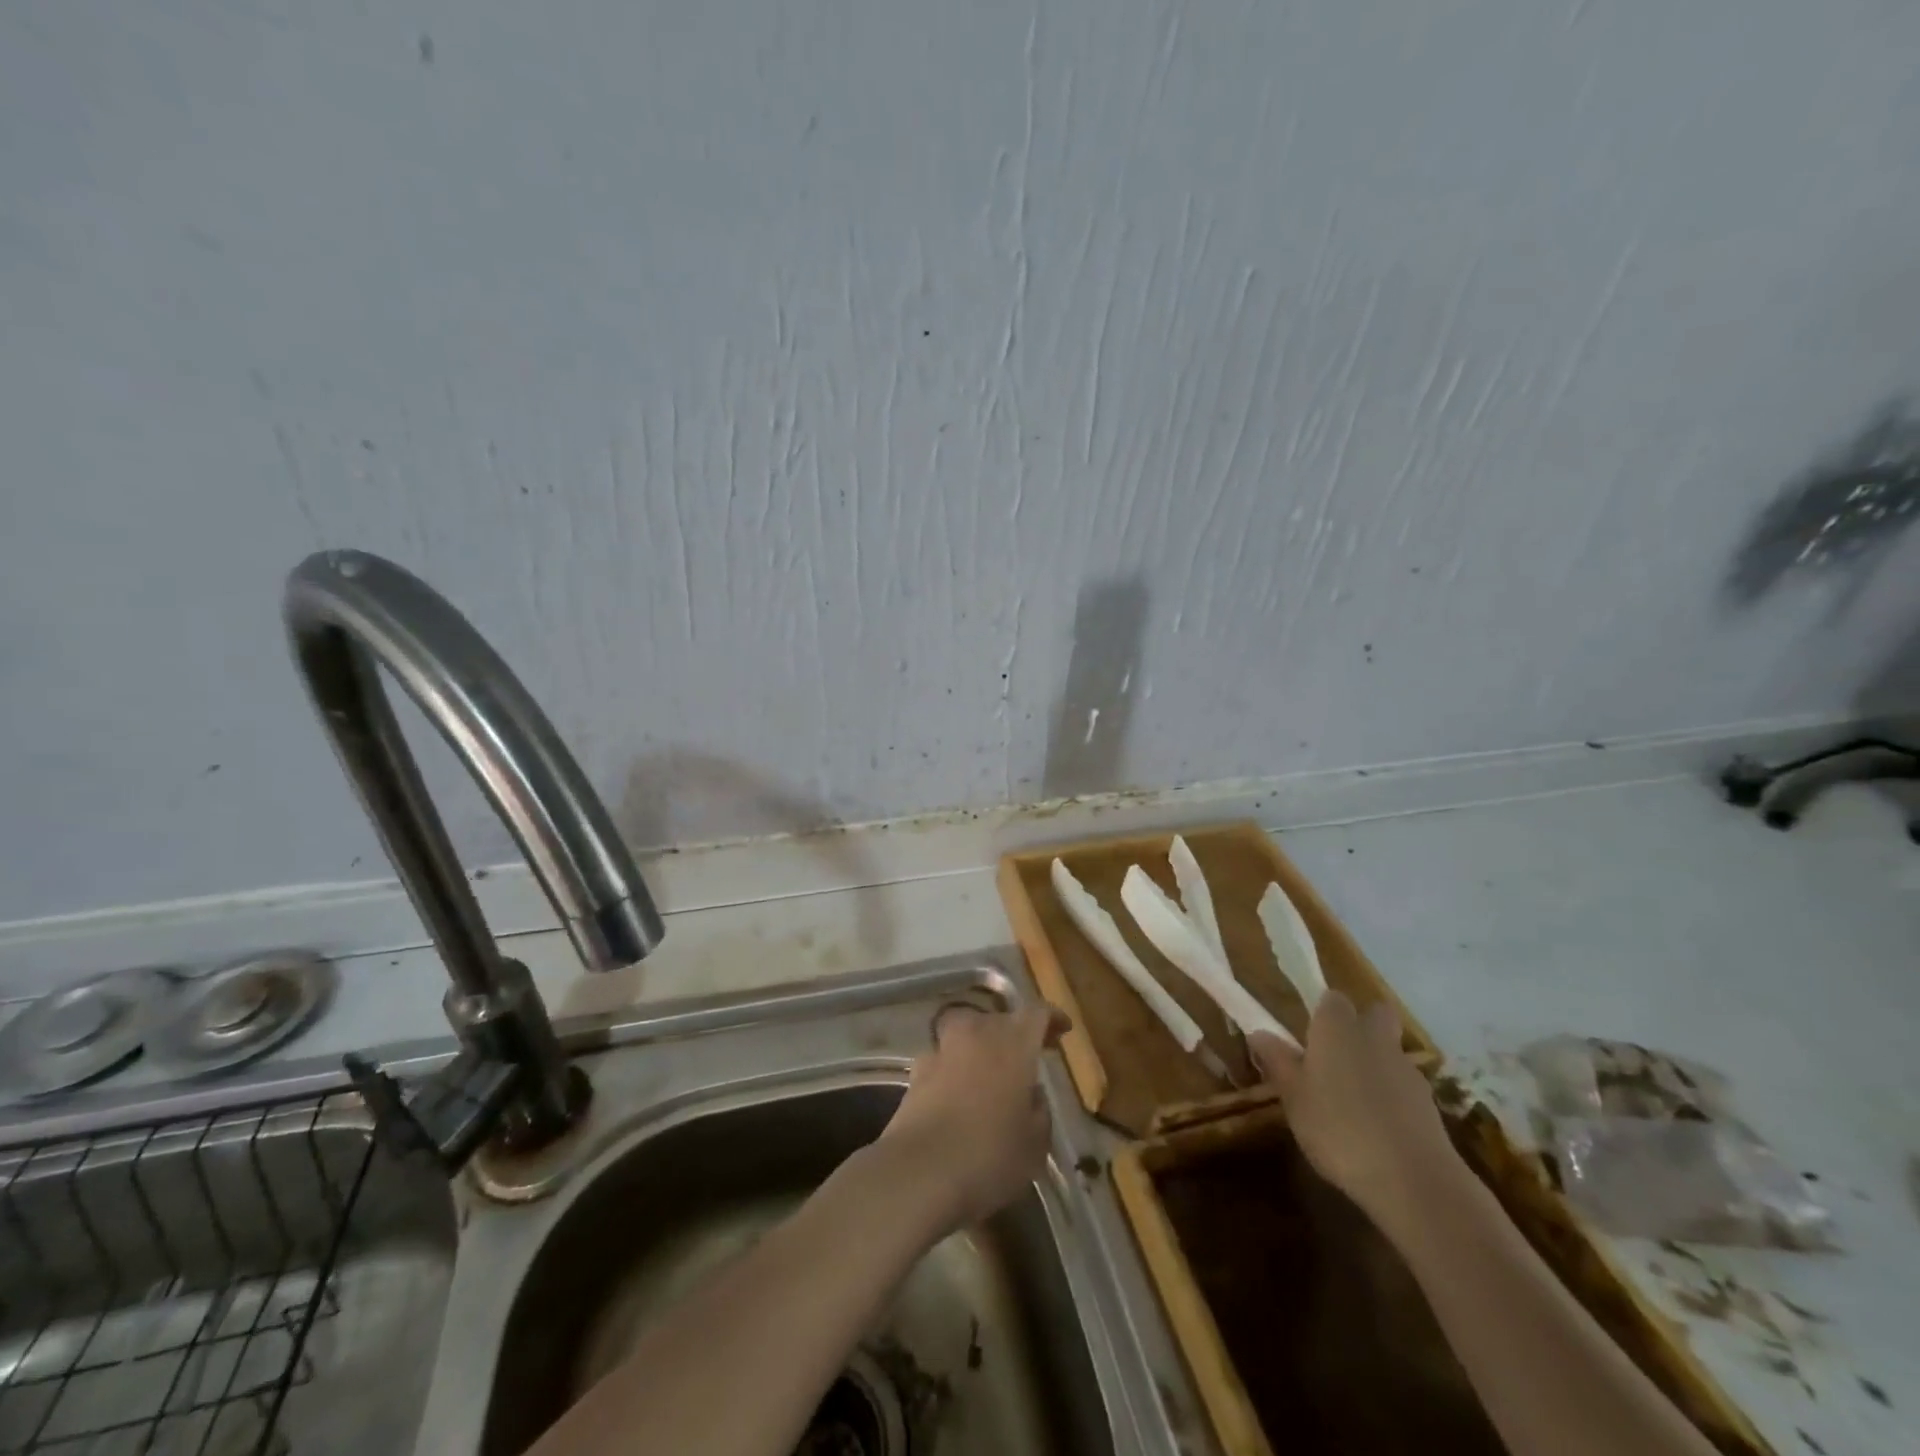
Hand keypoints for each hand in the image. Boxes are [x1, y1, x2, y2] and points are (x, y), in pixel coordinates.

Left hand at [877, 1002, 1070, 1231]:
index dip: (1051, 1018)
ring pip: (965, 1031)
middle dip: (1014, 1033)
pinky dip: (952, 1067)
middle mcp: (977, 1034)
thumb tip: (1032, 1094)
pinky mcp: (916, 1071)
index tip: (1062, 1029)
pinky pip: (942, 1058)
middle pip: (999, 1018)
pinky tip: (956, 1093)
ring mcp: (943, 1049)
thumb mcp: (1034, 1144)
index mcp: (1014, 1043)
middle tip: (1026, 1057)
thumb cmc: (989, 1155)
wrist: (919, 1172)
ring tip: (988, 1071)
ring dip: (979, 1044)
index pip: (1037, 1013)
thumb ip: (1039, 1112)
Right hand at [1248, 991, 1456, 1221]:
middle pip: (1374, 1014)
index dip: (1322, 1012)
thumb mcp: (1293, 1097)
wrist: (1413, 1181)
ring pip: (1389, 1052)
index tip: (1308, 1035)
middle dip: (1360, 1026)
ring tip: (1352, 1102)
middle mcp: (1374, 1038)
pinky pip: (1403, 1087)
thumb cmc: (1338, 1129)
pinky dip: (1391, 1097)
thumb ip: (1278, 1061)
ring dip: (1375, 1065)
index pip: (1332, 998)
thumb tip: (1259, 1032)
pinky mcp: (1429, 1104)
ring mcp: (1407, 1070)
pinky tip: (1376, 1128)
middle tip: (1335, 1056)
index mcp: (1337, 1029)